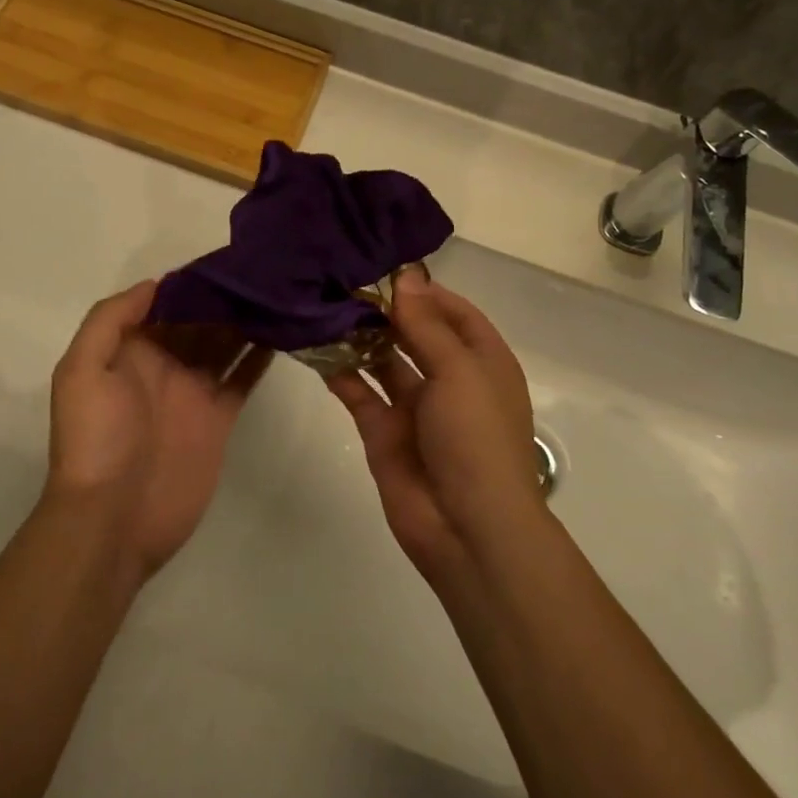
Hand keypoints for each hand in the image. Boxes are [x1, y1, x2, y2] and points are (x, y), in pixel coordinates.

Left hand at [48, 281, 272, 582]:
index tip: (224, 258)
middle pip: (200, 320)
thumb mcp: (82, 370)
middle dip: (225, 296)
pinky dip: (260, 357)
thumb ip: (111, 320)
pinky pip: (242, 379)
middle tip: (264, 269)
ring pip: (225, 344)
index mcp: (131, 350)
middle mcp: (164, 365)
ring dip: (247, 320)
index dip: (190, 282)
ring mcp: (193, 392)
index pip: (164, 304)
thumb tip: (155, 285)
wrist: (113, 519)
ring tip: (279, 293)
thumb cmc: (95, 439)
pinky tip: (283, 333)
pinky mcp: (219, 419)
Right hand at [325, 268, 547, 580]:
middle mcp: (451, 380)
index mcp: (482, 362)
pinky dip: (341, 373)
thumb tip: (407, 277)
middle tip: (345, 280)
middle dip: (387, 311)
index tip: (386, 269)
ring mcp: (416, 408)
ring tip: (325, 305)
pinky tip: (315, 348)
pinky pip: (360, 393)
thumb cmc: (476, 438)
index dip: (426, 292)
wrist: (467, 528)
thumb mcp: (458, 371)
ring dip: (360, 338)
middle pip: (417, 334)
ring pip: (385, 362)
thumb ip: (426, 325)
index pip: (456, 313)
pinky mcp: (384, 432)